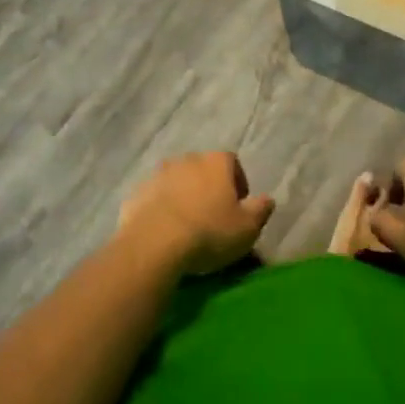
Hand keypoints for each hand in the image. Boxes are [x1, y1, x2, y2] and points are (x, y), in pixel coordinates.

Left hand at [118, 152, 274, 275]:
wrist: (154, 244)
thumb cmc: (208, 232)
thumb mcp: (246, 228)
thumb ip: (260, 210)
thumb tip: (268, 199)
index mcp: (216, 162)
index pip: (232, 163)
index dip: (237, 182)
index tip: (238, 205)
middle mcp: (187, 159)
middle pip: (203, 170)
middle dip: (208, 187)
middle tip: (212, 216)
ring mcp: (159, 174)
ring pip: (177, 182)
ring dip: (183, 196)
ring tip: (186, 225)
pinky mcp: (137, 193)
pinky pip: (154, 198)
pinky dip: (160, 209)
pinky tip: (163, 232)